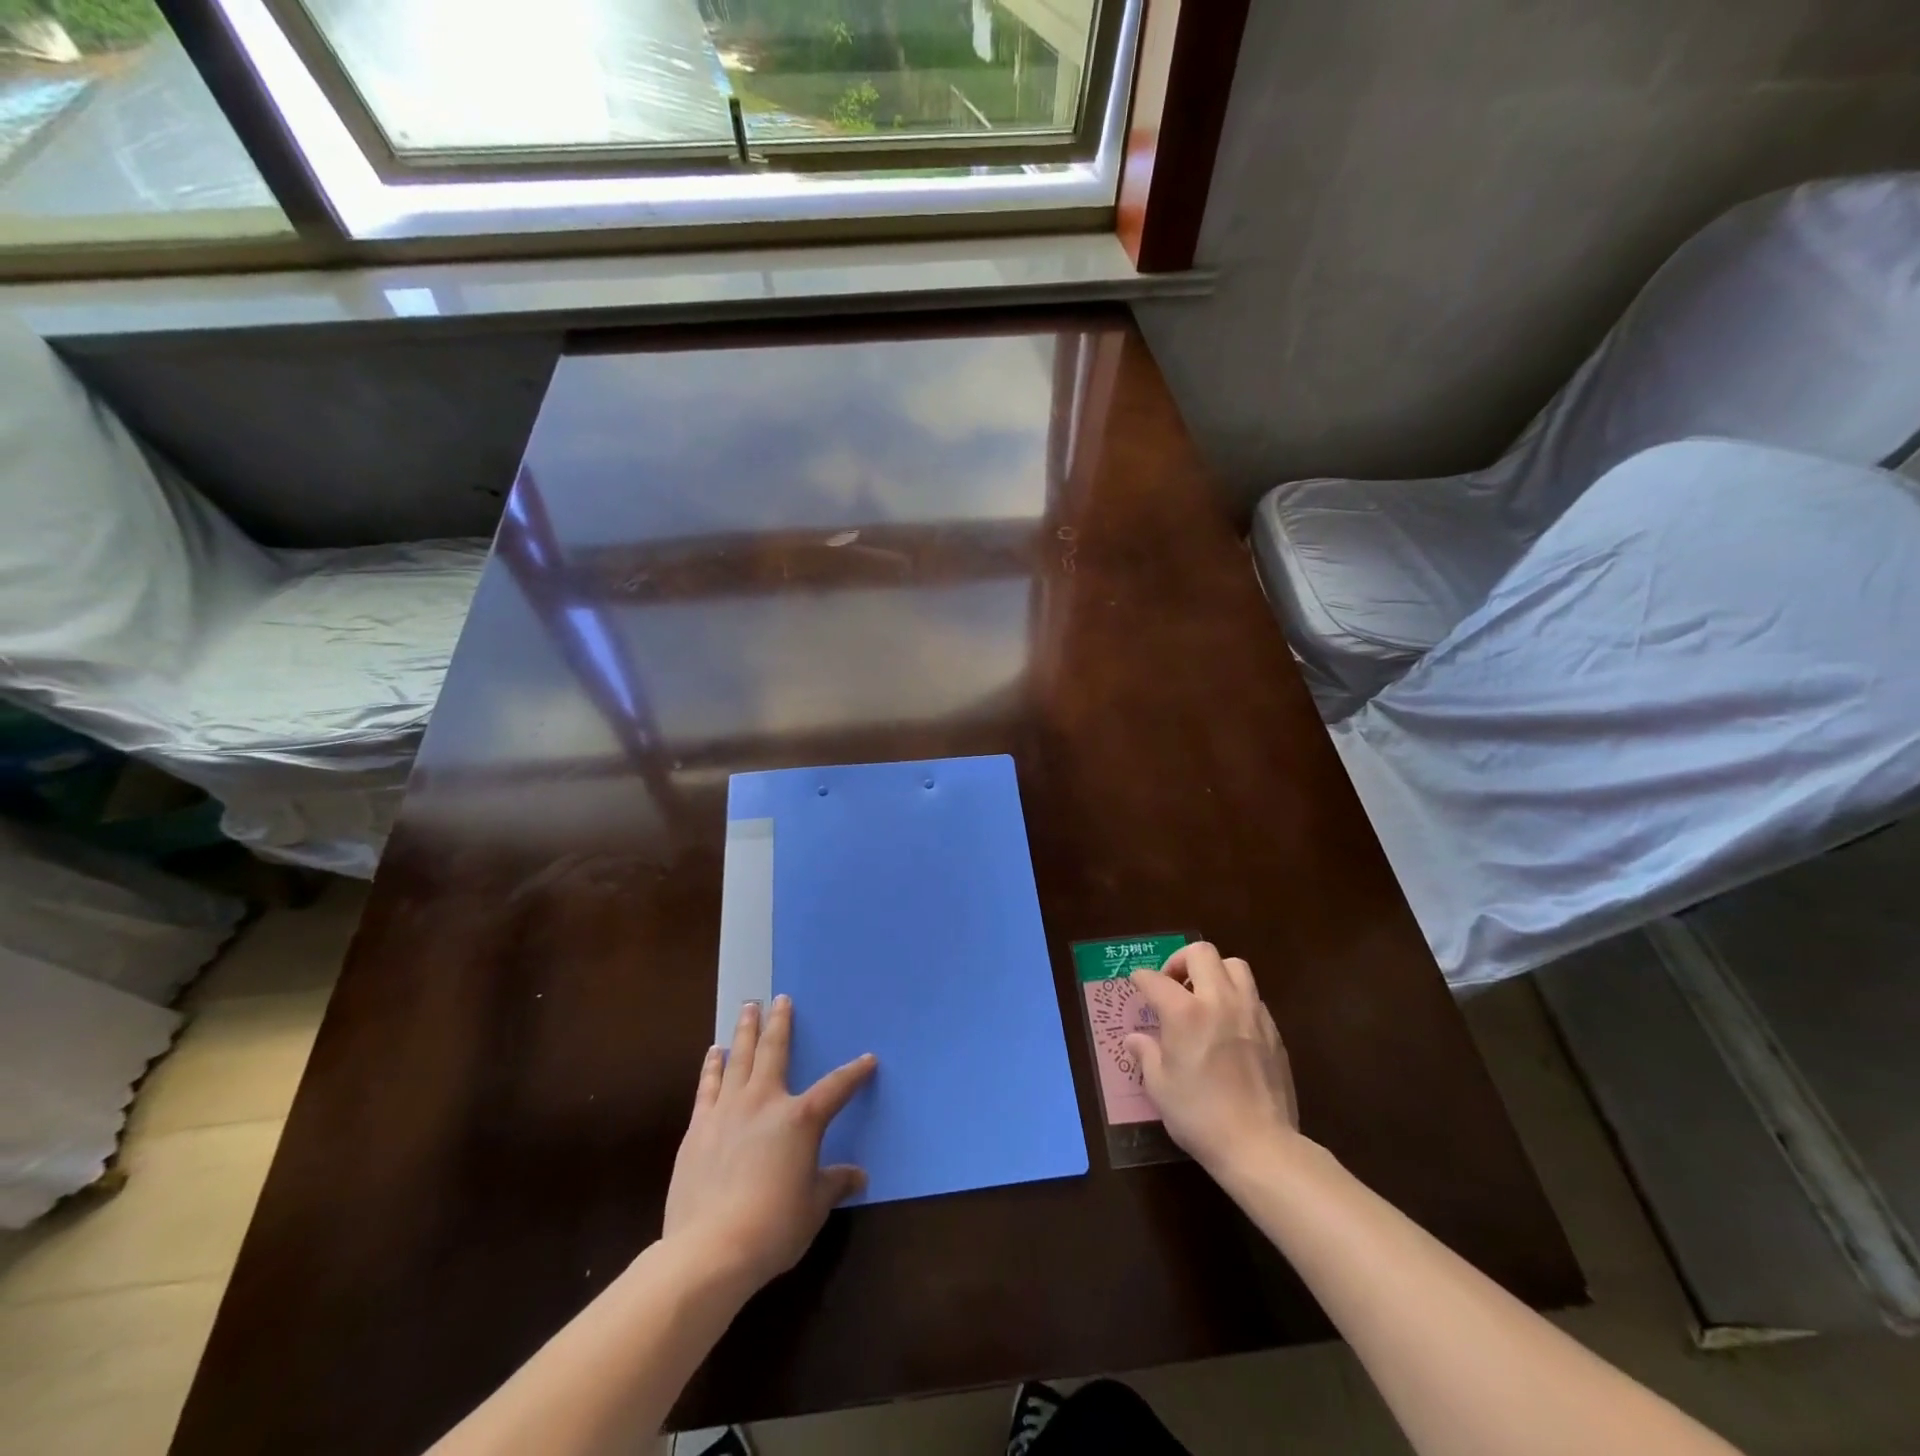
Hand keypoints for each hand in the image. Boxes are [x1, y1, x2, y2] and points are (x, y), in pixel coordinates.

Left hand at [662, 995, 875, 1292]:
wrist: (709, 1248)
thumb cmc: (773, 1226)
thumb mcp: (814, 1207)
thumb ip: (834, 1183)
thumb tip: (859, 1176)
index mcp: (801, 1119)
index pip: (836, 1088)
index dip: (855, 1073)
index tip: (869, 1059)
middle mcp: (765, 1102)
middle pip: (775, 1051)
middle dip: (780, 1023)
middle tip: (779, 999)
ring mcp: (728, 1111)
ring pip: (739, 1059)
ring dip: (745, 1032)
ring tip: (747, 1010)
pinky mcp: (699, 1128)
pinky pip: (708, 1086)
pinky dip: (712, 1066)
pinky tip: (714, 1053)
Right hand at [1126, 943, 1299, 1176]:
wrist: (1260, 1145)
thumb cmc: (1200, 1116)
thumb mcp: (1160, 1087)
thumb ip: (1146, 1054)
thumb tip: (1135, 1039)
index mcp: (1185, 1013)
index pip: (1156, 979)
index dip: (1141, 979)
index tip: (1137, 984)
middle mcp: (1219, 1001)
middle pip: (1201, 953)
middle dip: (1180, 961)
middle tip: (1172, 984)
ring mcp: (1251, 1013)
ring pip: (1234, 966)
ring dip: (1214, 972)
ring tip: (1203, 996)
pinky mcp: (1273, 1030)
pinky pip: (1252, 996)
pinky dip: (1235, 997)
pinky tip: (1227, 1024)